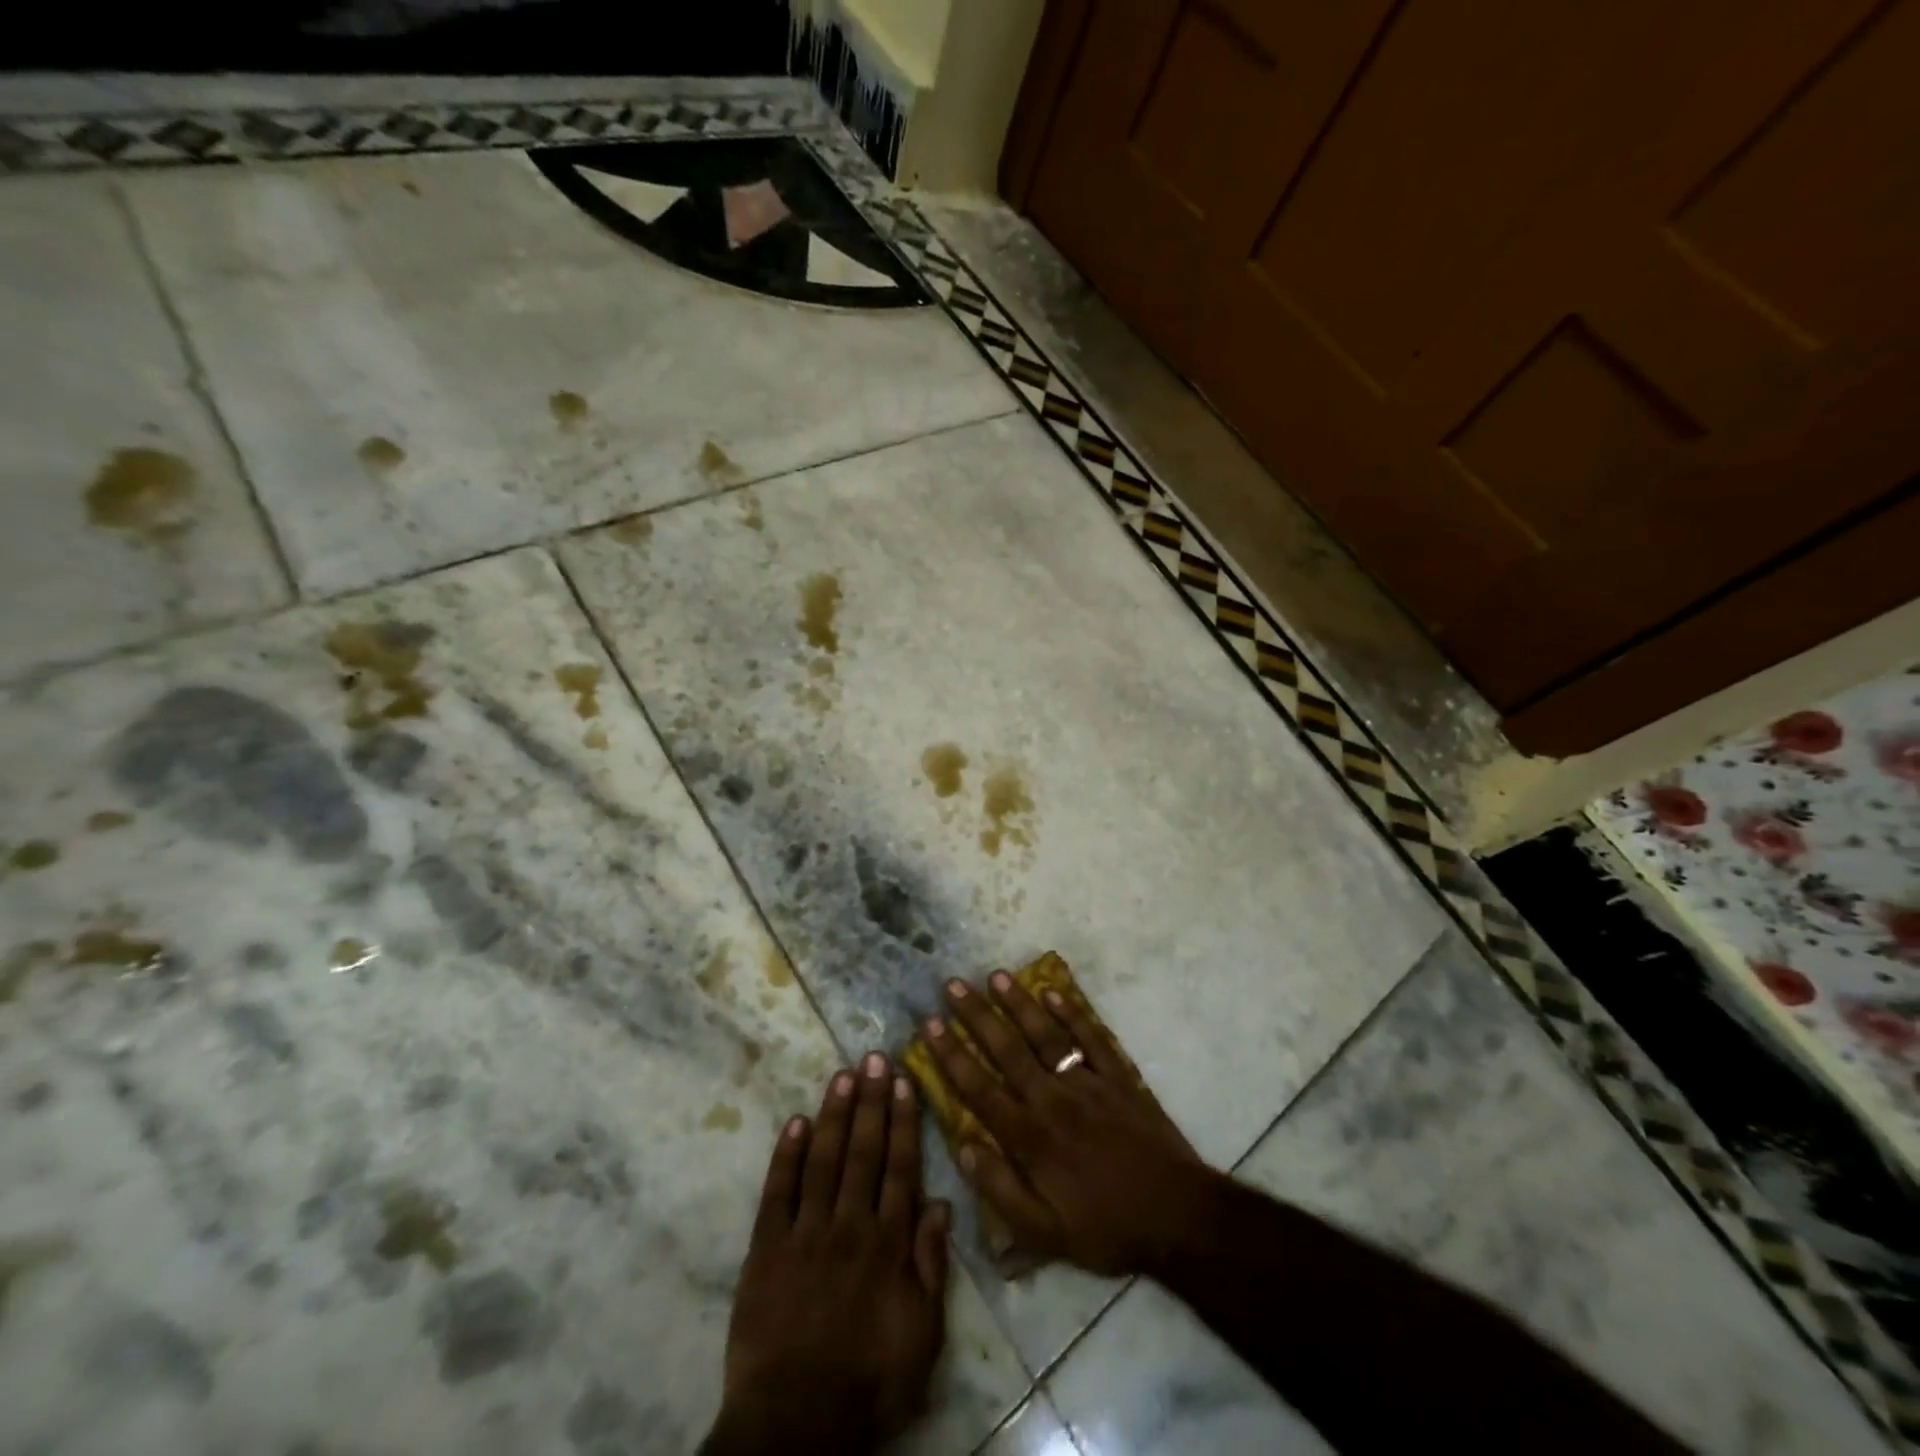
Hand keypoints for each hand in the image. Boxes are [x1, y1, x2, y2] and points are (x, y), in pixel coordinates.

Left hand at [705, 1054, 949, 1455]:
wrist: (793, 1427)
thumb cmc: (868, 1382)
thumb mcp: (923, 1337)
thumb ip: (931, 1267)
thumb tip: (939, 1203)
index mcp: (887, 1245)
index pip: (899, 1168)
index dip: (903, 1122)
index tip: (904, 1081)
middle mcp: (849, 1226)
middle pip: (863, 1152)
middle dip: (871, 1101)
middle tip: (875, 1058)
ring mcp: (805, 1234)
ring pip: (823, 1160)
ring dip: (834, 1114)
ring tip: (843, 1075)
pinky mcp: (766, 1249)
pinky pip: (777, 1193)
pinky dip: (786, 1156)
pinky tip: (796, 1122)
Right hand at [922, 972, 1214, 1276]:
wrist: (1177, 1216)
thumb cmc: (1106, 1228)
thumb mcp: (1045, 1233)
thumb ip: (1000, 1190)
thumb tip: (964, 1148)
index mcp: (1030, 1137)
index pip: (979, 1088)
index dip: (951, 1055)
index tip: (929, 1024)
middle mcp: (1052, 1099)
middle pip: (1007, 1050)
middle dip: (976, 1016)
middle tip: (952, 985)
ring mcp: (1087, 1082)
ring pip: (1045, 1035)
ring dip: (1019, 1004)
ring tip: (996, 975)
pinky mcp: (1118, 1077)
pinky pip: (1091, 1038)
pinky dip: (1072, 1013)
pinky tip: (1053, 992)